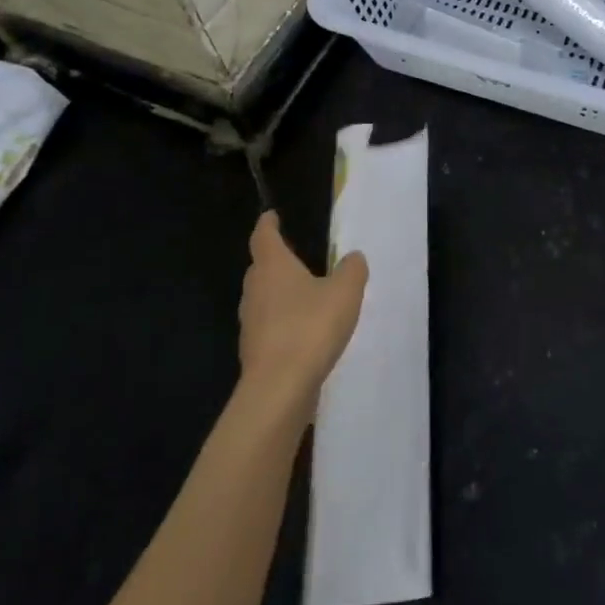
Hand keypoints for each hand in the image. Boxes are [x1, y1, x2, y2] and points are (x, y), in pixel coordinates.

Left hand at [238, 211, 368, 417]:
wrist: (279, 388)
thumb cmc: (310, 328)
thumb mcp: (345, 292)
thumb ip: (352, 270)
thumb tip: (353, 257)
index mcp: (273, 266)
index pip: (264, 236)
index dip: (268, 224)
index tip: (271, 216)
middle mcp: (255, 290)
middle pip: (260, 267)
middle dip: (274, 260)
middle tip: (293, 255)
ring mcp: (251, 323)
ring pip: (263, 298)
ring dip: (279, 293)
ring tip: (304, 294)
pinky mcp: (255, 351)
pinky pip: (269, 326)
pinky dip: (282, 322)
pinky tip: (303, 331)